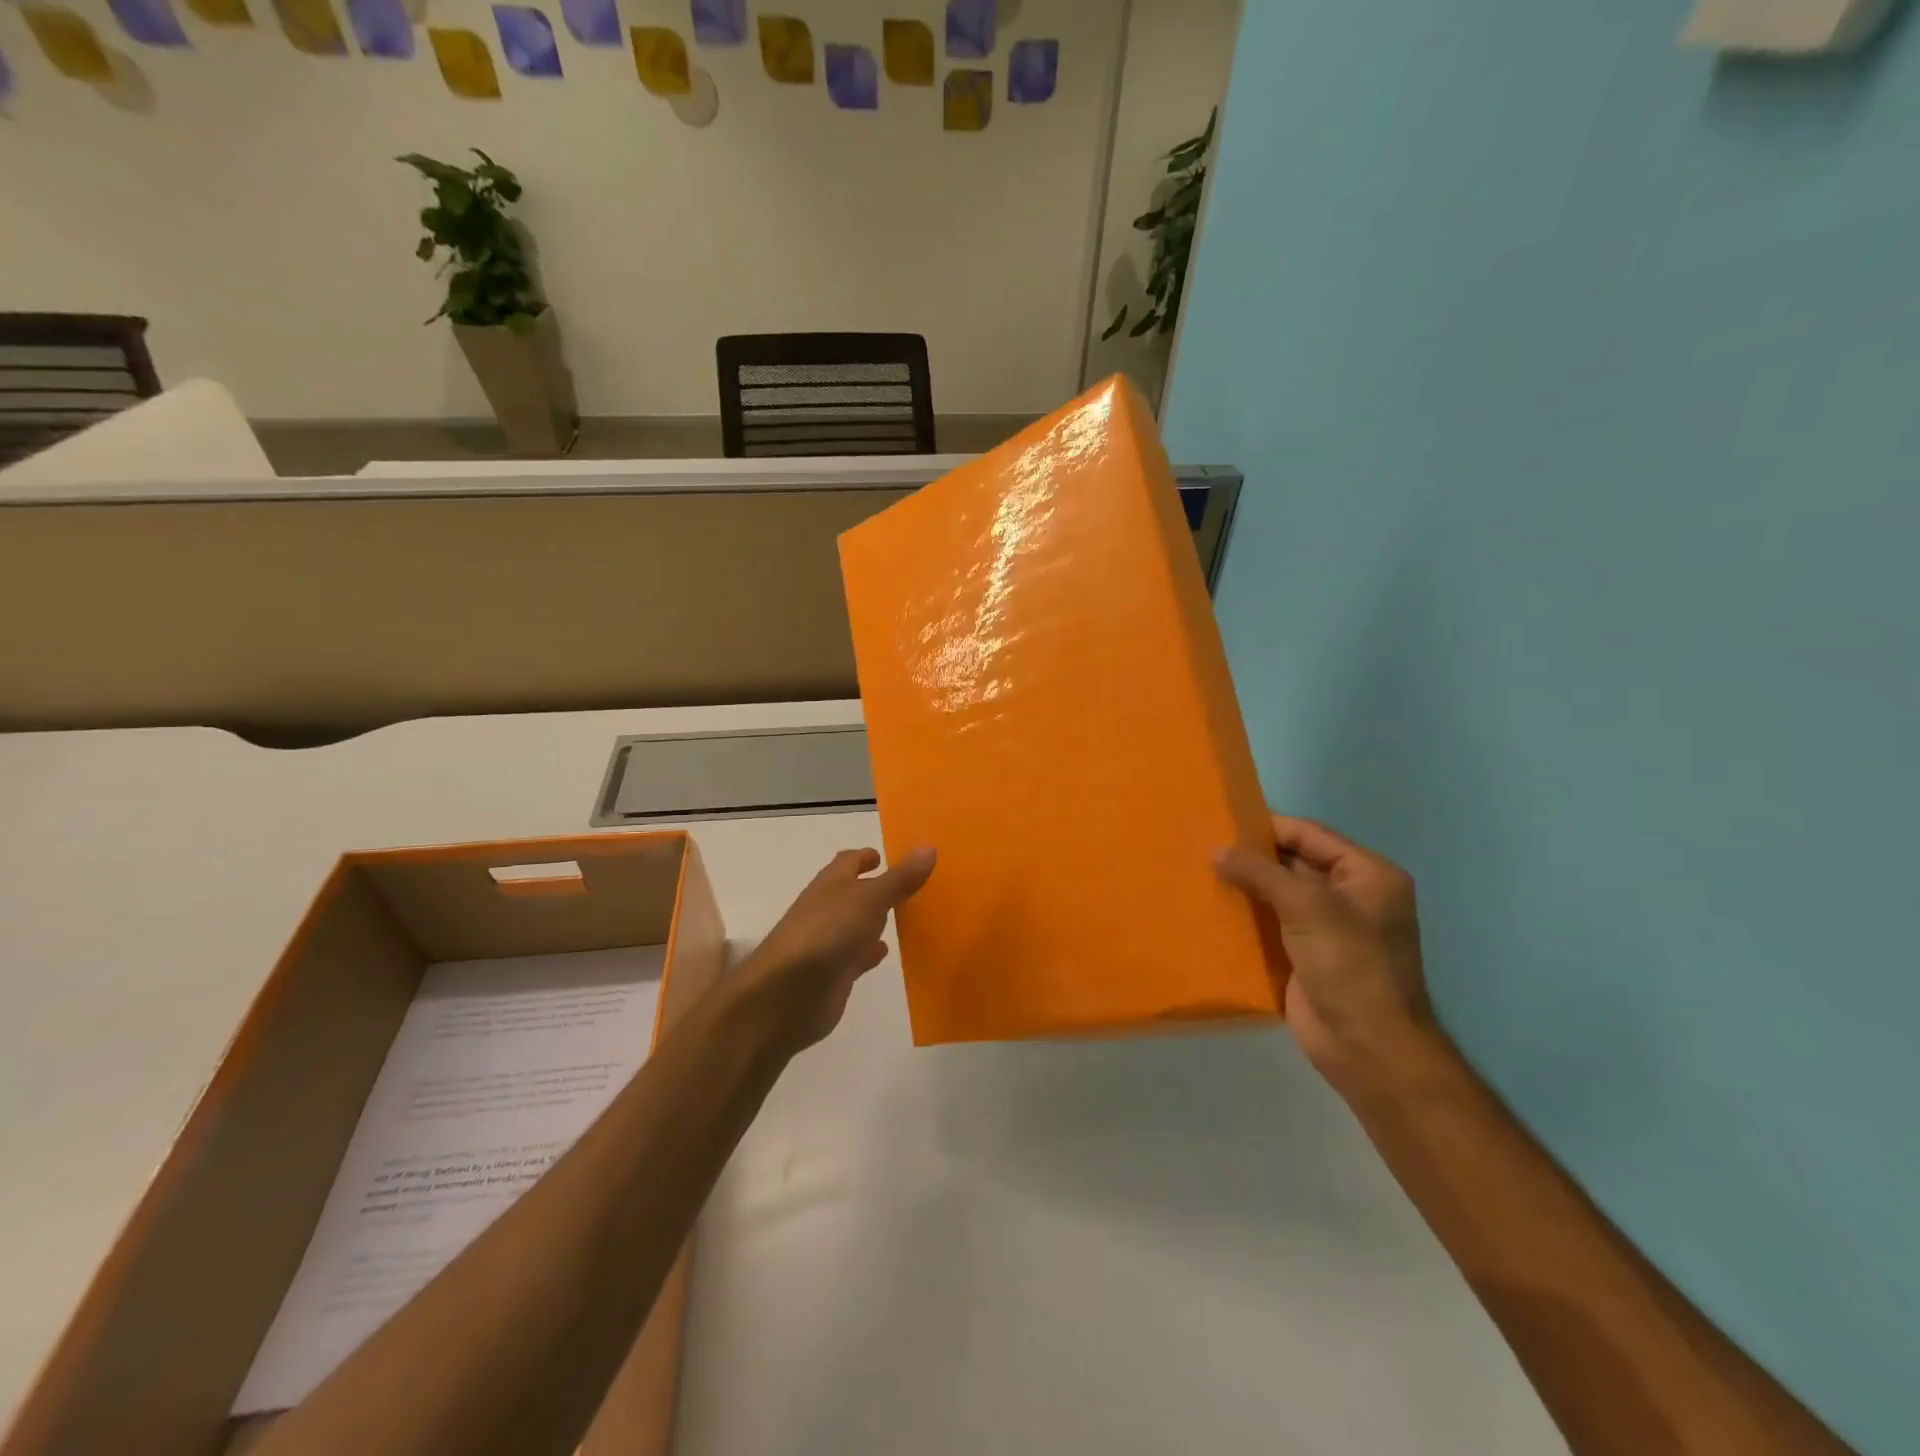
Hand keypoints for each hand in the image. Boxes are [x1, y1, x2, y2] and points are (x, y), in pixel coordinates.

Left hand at [734, 846, 936, 1051]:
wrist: (787, 994)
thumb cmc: (827, 933)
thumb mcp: (869, 899)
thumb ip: (899, 879)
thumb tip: (928, 847)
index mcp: (831, 884)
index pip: (849, 861)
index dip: (866, 857)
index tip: (886, 855)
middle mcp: (827, 909)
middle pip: (854, 893)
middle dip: (876, 888)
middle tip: (910, 885)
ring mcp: (828, 943)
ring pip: (856, 925)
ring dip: (875, 920)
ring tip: (906, 916)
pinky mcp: (833, 974)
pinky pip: (856, 956)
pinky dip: (870, 952)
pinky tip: (884, 952)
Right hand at [1215, 815, 1443, 1095]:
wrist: (1366, 1046)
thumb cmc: (1348, 964)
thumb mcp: (1306, 906)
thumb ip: (1260, 872)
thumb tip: (1216, 850)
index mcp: (1367, 874)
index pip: (1311, 836)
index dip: (1269, 827)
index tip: (1223, 822)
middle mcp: (1351, 896)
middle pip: (1295, 863)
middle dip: (1253, 857)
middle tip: (1205, 846)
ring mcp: (1328, 928)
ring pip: (1279, 895)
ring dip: (1246, 886)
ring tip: (1200, 872)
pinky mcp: (1306, 956)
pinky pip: (1271, 925)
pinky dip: (1246, 916)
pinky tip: (1213, 908)